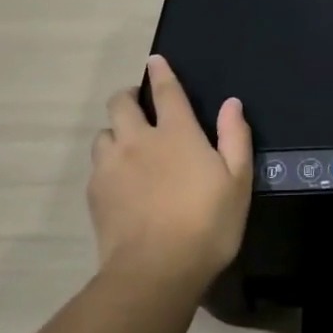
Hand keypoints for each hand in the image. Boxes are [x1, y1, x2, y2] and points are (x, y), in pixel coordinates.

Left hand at [88, 55, 253, 288]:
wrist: (155, 271)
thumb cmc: (207, 224)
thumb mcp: (237, 182)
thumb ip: (235, 137)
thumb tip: (231, 103)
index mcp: (177, 133)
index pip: (165, 91)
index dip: (161, 73)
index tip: (155, 61)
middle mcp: (139, 140)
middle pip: (121, 103)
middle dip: (128, 96)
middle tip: (139, 105)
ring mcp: (111, 166)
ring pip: (104, 133)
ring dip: (116, 131)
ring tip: (128, 145)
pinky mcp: (95, 192)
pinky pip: (97, 164)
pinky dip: (107, 162)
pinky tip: (119, 180)